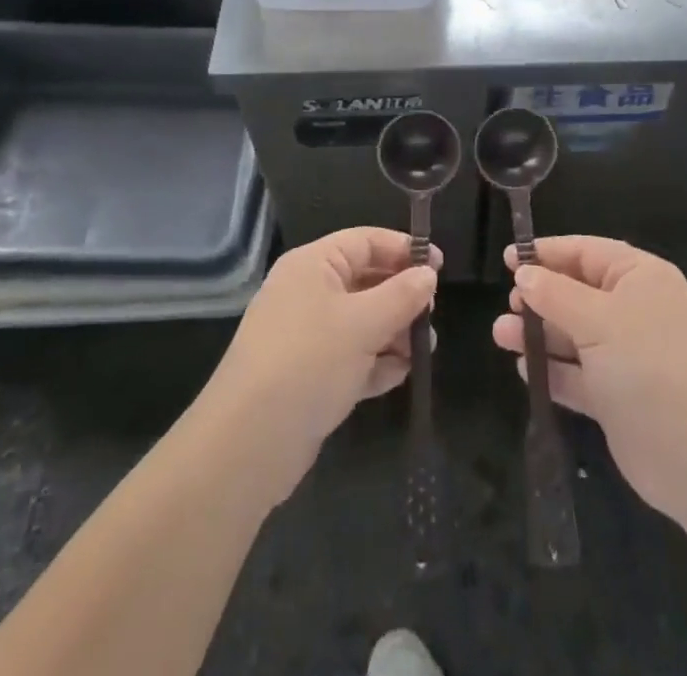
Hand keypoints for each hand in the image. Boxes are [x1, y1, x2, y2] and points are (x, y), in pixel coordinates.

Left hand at [201, 227, 438, 505]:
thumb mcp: (363, 323)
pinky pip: (350, 357)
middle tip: (431, 315)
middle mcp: (307, 293)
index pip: (365, 241)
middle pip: (365, 281)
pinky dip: (375, 362)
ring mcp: (305, 336)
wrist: (247, 445)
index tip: (440, 267)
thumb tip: (428, 275)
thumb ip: (401, 295)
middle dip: (401, 297)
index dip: (403, 250)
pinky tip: (399, 375)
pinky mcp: (307, 376)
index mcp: (313, 265)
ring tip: (422, 351)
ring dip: (393, 332)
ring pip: (361, 321)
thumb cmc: (308, 362)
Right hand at [493, 236, 686, 519]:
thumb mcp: (598, 320)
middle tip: (508, 303)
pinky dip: (553, 370)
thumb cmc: (650, 367)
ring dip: (538, 334)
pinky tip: (524, 370)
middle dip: (539, 297)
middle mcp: (634, 310)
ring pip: (573, 334)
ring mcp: (626, 356)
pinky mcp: (617, 397)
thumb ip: (555, 294)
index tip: (508, 258)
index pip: (586, 252)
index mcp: (639, 277)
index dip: (547, 253)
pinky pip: (578, 375)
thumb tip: (524, 273)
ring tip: (500, 335)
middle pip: (576, 292)